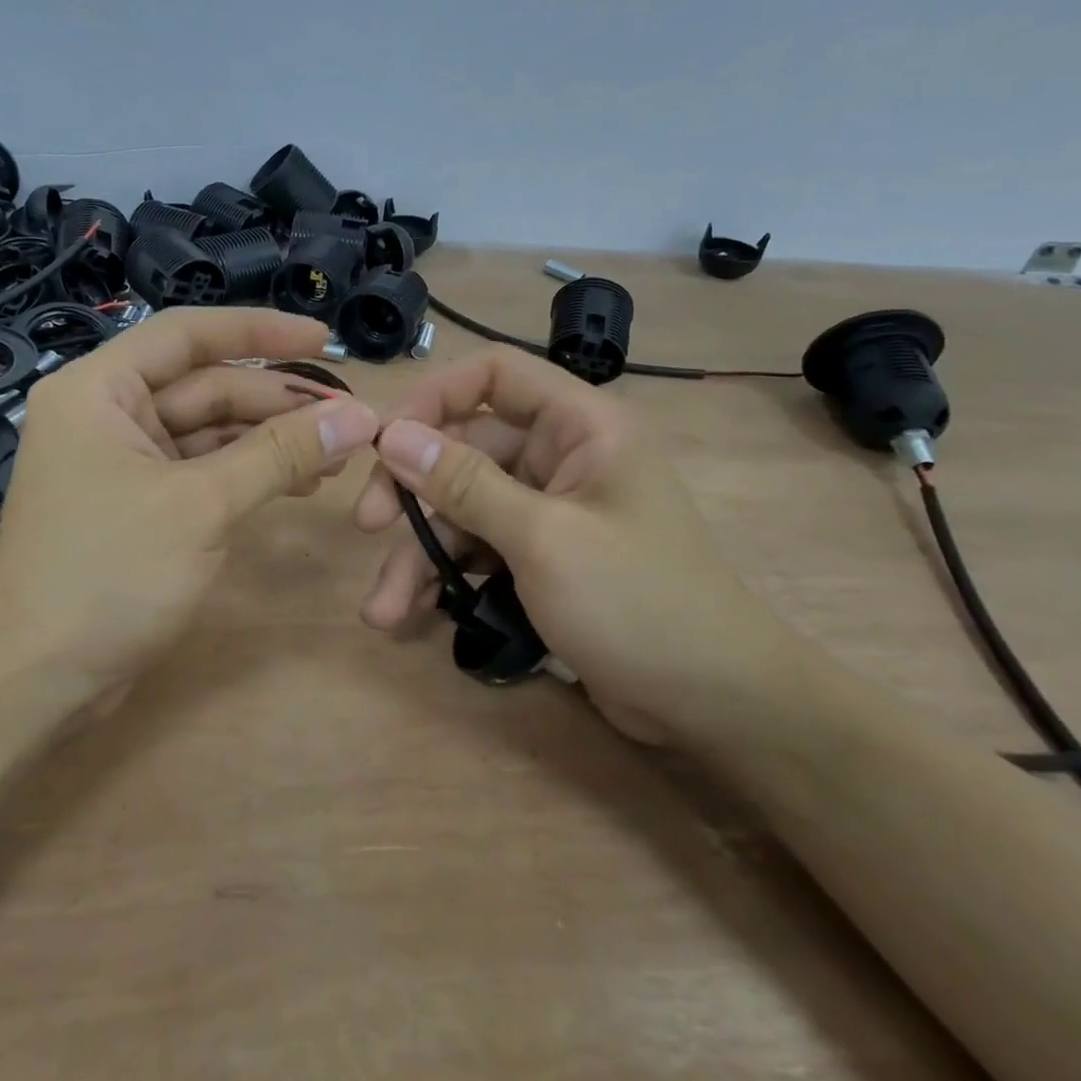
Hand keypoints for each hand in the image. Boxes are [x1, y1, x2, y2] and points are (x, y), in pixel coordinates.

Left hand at [0, 307, 378, 687]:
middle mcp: (107, 414)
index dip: (259, 330)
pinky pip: (203, 471)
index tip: (322, 339)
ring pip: (209, 432)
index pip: (187, 335)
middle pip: (205, 386)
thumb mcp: (201, 504)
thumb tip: (358, 417)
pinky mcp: (139, 504)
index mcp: (100, 390)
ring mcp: (123, 462)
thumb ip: (280, 454)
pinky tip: (299, 484)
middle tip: (348, 418)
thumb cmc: (107, 574)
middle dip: (276, 401)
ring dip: (270, 440)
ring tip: (335, 456)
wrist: (34, 679)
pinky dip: (249, 474)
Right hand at [353, 348, 800, 742]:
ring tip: (383, 610)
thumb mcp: (543, 539)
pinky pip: (481, 548)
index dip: (435, 397)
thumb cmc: (638, 604)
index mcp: (581, 426)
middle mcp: (562, 456)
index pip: (495, 375)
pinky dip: (447, 577)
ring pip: (465, 508)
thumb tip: (392, 435)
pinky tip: (412, 614)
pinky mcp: (542, 556)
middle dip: (414, 496)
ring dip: (421, 554)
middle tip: (366, 528)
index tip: (386, 441)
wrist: (715, 705)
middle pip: (466, 450)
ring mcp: (550, 509)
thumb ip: (464, 484)